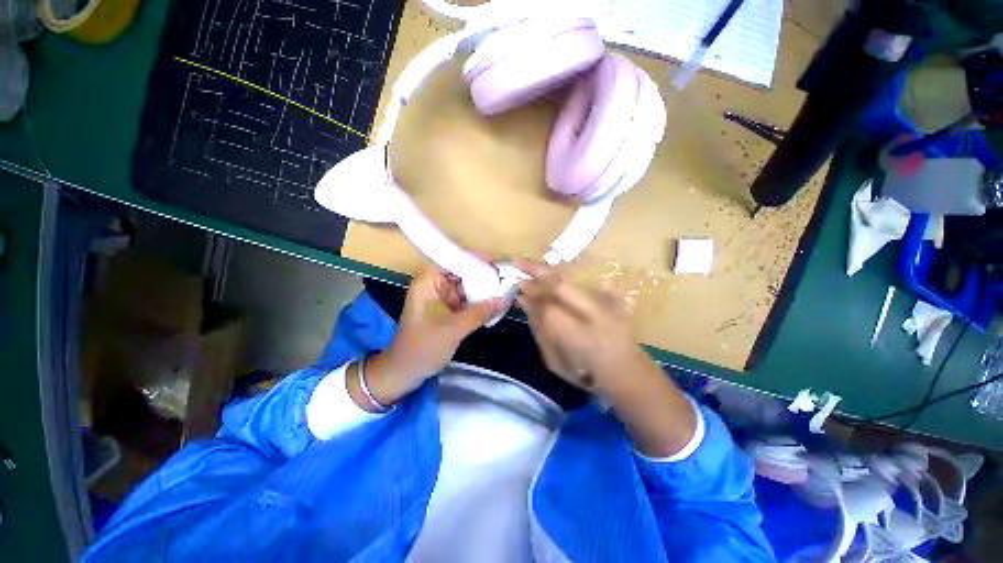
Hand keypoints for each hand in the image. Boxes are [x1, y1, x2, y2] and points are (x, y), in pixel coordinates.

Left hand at [359, 267, 505, 407]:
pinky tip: (496, 303)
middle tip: (508, 277)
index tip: (499, 264)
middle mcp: (435, 285)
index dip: (477, 259)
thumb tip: (505, 299)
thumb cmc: (423, 347)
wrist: (405, 372)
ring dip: (484, 289)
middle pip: (463, 272)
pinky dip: (479, 302)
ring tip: (506, 288)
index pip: (455, 260)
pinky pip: (467, 300)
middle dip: (484, 275)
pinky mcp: (447, 310)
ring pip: (467, 287)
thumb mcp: (454, 329)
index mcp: (429, 282)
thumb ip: (481, 312)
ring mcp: (441, 298)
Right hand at [516, 259, 696, 456]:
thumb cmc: (588, 375)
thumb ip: (539, 330)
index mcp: (581, 338)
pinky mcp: (612, 297)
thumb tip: (524, 302)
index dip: (532, 296)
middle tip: (517, 262)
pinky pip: (578, 283)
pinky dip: (561, 279)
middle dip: (536, 271)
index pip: (549, 309)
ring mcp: (607, 303)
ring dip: (548, 272)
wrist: (629, 372)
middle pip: (561, 285)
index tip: (518, 289)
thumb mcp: (556, 362)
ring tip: (530, 267)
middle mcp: (596, 315)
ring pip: (571, 279)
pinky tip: (549, 279)